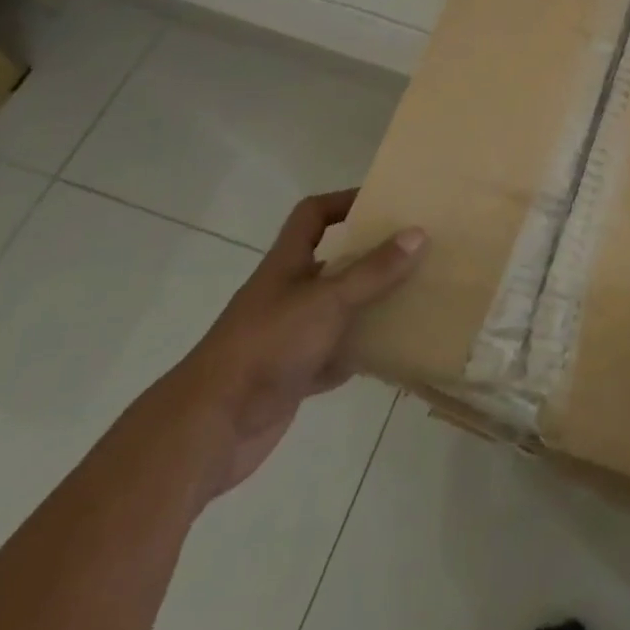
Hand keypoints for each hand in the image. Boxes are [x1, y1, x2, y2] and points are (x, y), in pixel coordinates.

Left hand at [165, 191, 424, 502]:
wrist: (211, 428)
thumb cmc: (267, 346)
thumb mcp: (328, 301)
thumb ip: (373, 271)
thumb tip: (418, 233)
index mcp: (287, 264)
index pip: (313, 215)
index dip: (343, 202)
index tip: (383, 202)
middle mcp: (288, 293)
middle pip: (333, 262)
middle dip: (371, 256)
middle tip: (415, 250)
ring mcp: (289, 336)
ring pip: (338, 311)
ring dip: (370, 306)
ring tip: (415, 296)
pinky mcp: (293, 375)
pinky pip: (335, 356)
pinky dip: (359, 353)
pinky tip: (392, 352)